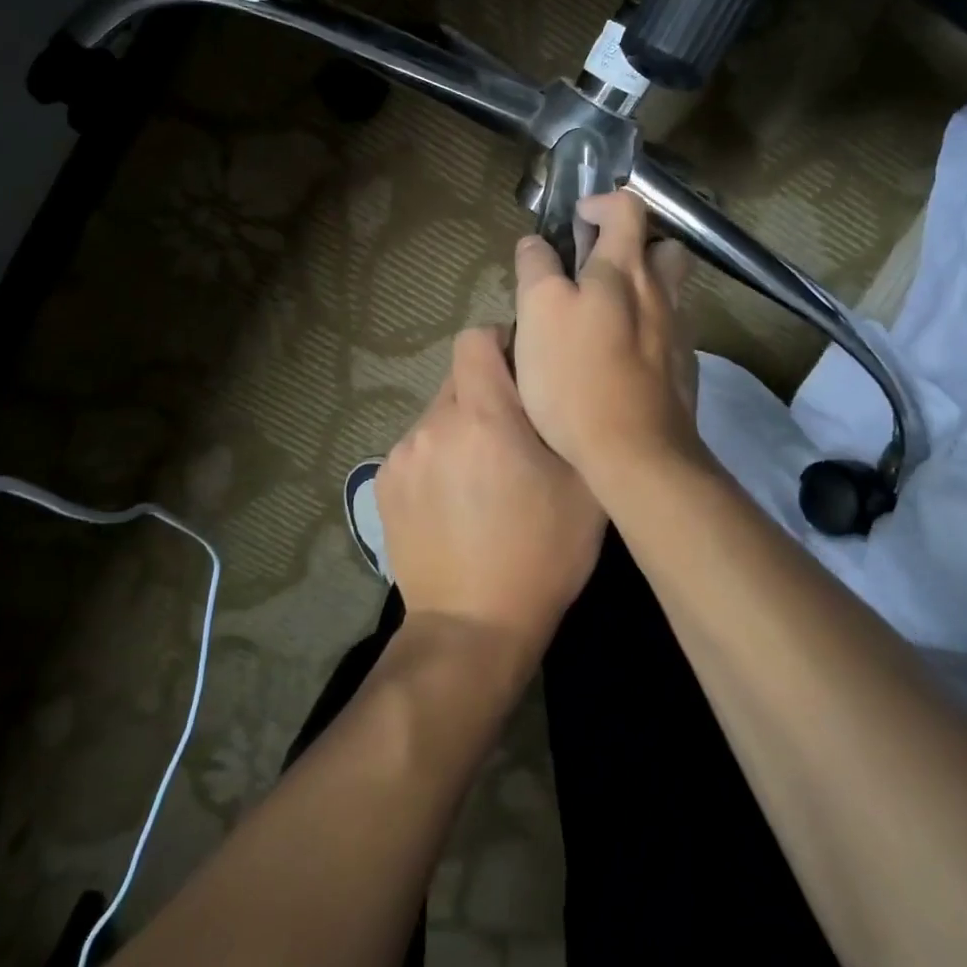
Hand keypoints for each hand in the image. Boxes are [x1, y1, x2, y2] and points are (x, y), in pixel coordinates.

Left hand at [375, 326, 605, 662]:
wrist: (472, 627)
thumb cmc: (541, 555)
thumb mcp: (583, 487)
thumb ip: (567, 421)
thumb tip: (552, 386)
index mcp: (481, 416)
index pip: (475, 339)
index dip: (501, 344)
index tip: (523, 371)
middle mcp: (432, 424)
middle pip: (458, 379)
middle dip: (486, 394)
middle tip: (514, 436)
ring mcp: (401, 455)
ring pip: (437, 417)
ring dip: (461, 430)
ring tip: (483, 477)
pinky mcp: (383, 485)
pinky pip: (417, 449)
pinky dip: (437, 459)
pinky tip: (454, 502)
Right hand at [512, 191, 700, 489]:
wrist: (636, 453)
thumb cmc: (576, 377)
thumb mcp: (538, 313)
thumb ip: (537, 270)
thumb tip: (536, 243)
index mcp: (624, 270)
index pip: (627, 208)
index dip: (600, 203)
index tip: (575, 221)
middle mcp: (660, 293)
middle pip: (664, 247)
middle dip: (635, 245)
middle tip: (598, 267)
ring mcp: (678, 333)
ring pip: (669, 291)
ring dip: (643, 288)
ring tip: (604, 314)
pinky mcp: (683, 370)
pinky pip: (668, 332)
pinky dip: (646, 329)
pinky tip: (620, 357)